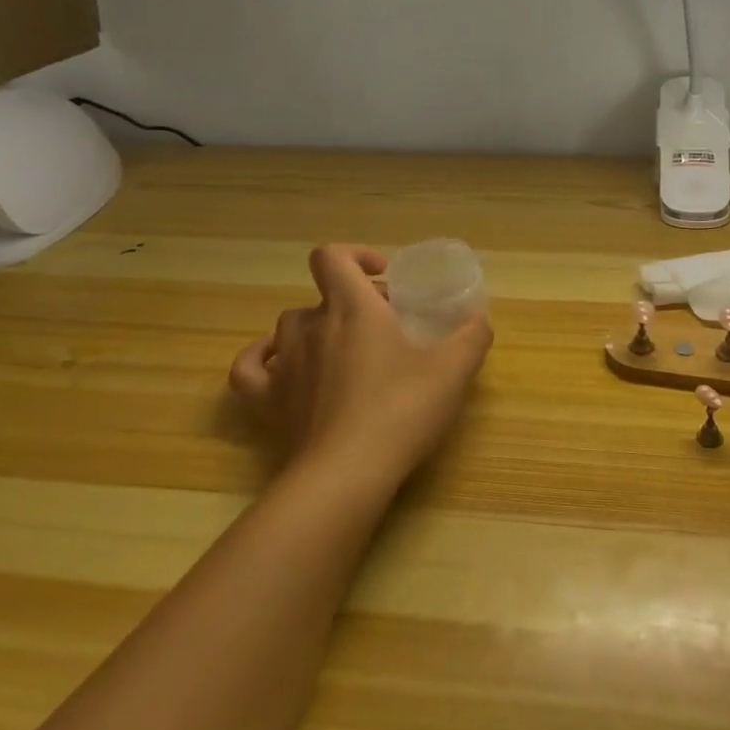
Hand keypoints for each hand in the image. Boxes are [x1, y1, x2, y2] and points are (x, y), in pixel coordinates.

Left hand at [228, 245, 492, 488]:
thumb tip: (479, 319)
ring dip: (317, 329)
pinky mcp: (266, 401)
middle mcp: (311, 326)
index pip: (333, 257)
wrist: (347, 473)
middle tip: (386, 328)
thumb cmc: (401, 410)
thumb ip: (472, 336)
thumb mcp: (453, 370)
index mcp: (352, 308)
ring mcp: (283, 364)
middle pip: (322, 296)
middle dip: (353, 303)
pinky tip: (278, 363)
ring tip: (345, 351)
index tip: (383, 278)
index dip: (355, 256)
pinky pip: (250, 368)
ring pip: (291, 326)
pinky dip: (262, 358)